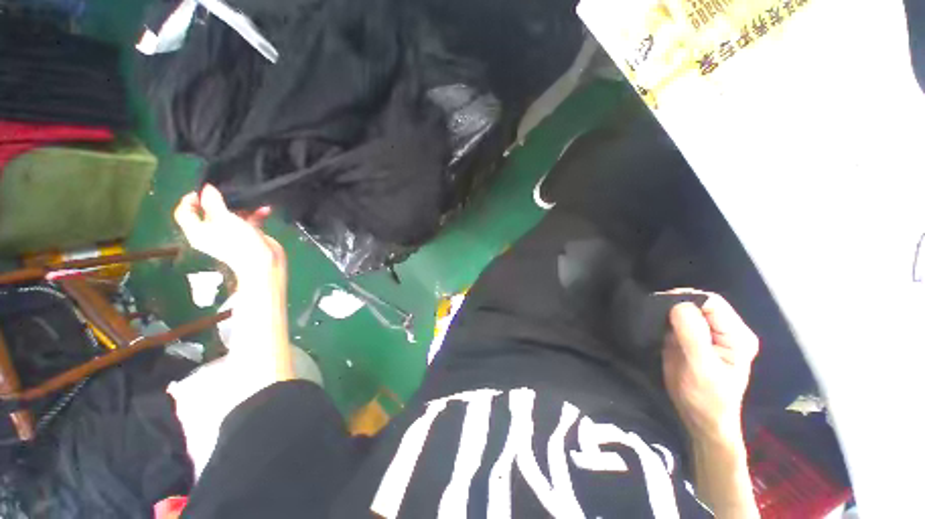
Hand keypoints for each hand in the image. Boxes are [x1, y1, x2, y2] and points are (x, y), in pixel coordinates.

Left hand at [173, 184, 283, 286]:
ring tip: (250, 199)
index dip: (190, 199)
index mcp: (198, 231)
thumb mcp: (223, 218)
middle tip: (229, 192)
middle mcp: (211, 232)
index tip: (205, 190)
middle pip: (209, 212)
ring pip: (231, 215)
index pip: (184, 212)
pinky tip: (265, 209)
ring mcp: (231, 234)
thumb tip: (207, 188)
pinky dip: (256, 214)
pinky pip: (249, 221)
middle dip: (219, 200)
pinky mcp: (248, 235)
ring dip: (242, 207)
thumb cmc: (238, 241)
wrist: (264, 262)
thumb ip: (213, 202)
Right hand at [662, 290, 758, 440]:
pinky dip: (662, 317)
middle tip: (653, 311)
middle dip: (675, 303)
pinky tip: (653, 322)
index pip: (712, 303)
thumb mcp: (701, 369)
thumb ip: (693, 336)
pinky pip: (675, 319)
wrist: (699, 418)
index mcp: (736, 335)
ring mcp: (705, 333)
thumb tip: (679, 305)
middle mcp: (723, 330)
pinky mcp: (689, 337)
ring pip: (685, 309)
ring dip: (666, 309)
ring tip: (651, 316)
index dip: (688, 299)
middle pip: (699, 302)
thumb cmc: (707, 398)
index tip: (662, 305)